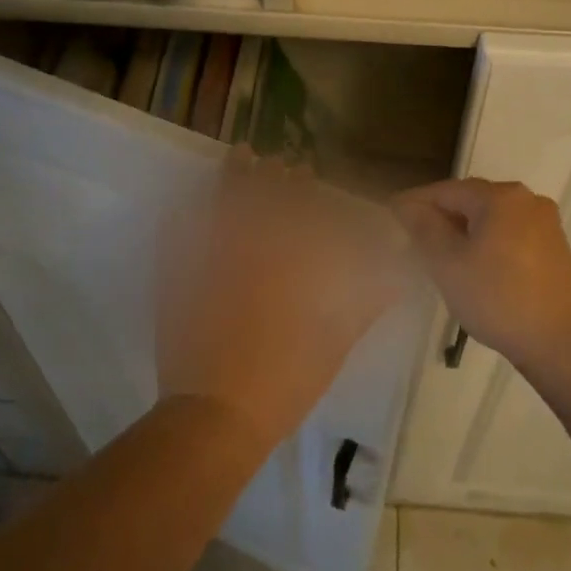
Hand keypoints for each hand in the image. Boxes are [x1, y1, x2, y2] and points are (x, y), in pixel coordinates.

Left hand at [156, 150, 407, 452]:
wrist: (218, 416)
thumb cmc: (284, 383)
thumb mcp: (333, 346)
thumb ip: (363, 307)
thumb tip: (394, 279)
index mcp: (285, 271)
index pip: (295, 216)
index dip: (301, 191)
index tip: (305, 172)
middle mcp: (246, 257)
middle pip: (259, 203)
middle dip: (269, 178)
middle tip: (276, 160)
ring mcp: (208, 267)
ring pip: (220, 209)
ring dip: (231, 179)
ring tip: (239, 154)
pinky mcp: (178, 283)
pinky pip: (176, 238)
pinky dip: (181, 215)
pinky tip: (187, 199)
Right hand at [391, 178, 570, 373]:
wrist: (561, 342)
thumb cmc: (497, 298)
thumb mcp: (447, 263)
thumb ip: (423, 227)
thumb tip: (407, 205)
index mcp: (501, 196)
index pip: (446, 190)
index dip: (415, 202)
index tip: (391, 217)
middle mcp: (527, 199)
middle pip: (471, 200)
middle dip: (441, 216)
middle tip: (412, 238)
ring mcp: (546, 223)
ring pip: (492, 218)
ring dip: (464, 231)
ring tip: (440, 255)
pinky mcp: (555, 248)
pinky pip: (510, 234)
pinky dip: (487, 242)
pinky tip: (475, 267)